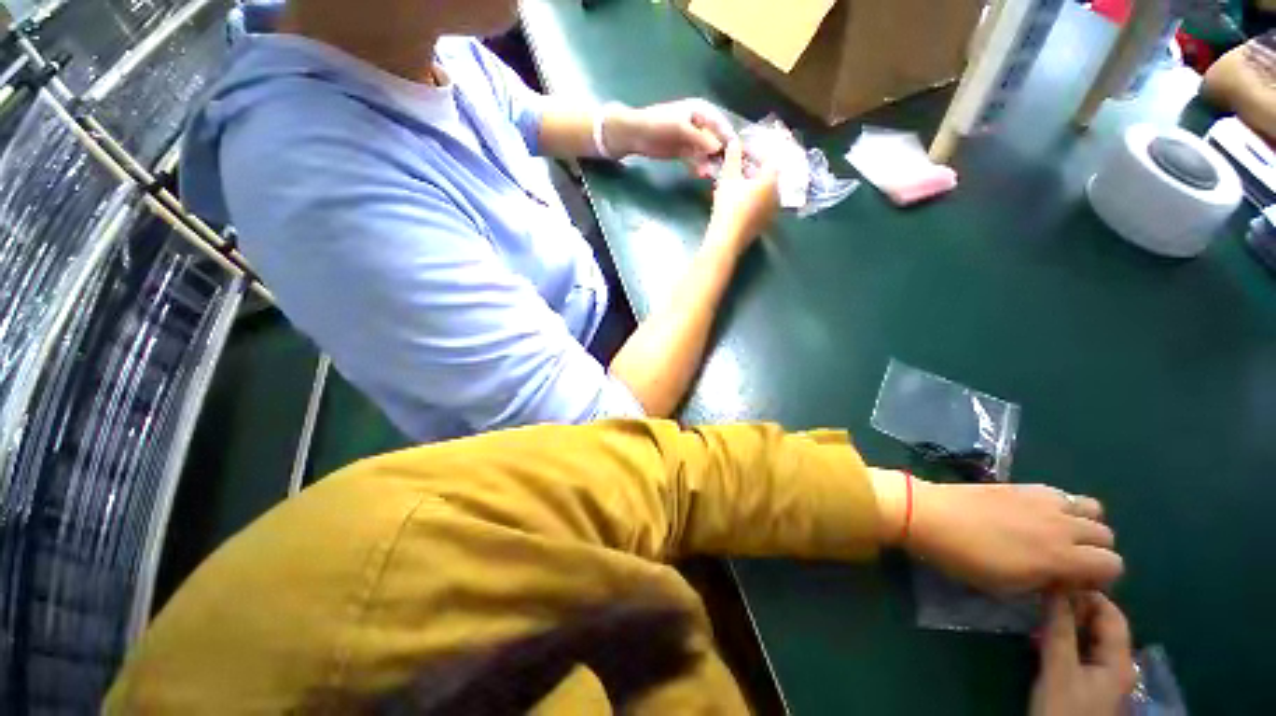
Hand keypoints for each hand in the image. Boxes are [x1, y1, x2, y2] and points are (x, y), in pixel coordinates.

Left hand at [607, 98, 735, 176]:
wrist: (637, 134)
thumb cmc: (659, 123)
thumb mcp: (680, 128)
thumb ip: (700, 138)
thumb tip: (717, 148)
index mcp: (702, 112)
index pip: (722, 125)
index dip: (730, 138)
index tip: (738, 154)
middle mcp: (700, 125)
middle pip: (716, 140)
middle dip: (722, 154)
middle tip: (728, 169)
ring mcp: (692, 140)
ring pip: (707, 153)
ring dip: (710, 163)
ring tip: (711, 174)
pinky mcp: (685, 152)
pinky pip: (696, 161)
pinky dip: (699, 167)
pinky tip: (700, 174)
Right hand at [707, 140, 778, 251]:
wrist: (727, 239)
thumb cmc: (729, 206)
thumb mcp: (728, 179)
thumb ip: (733, 158)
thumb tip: (734, 141)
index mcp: (771, 180)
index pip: (770, 158)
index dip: (758, 150)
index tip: (746, 148)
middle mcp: (777, 194)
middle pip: (771, 175)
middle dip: (758, 167)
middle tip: (743, 164)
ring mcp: (772, 210)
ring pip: (767, 191)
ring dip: (757, 183)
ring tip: (741, 181)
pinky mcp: (765, 223)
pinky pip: (764, 204)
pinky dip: (756, 198)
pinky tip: (743, 199)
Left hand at [905, 480, 1123, 594]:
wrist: (930, 514)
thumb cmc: (964, 558)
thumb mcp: (1008, 586)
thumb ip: (1047, 583)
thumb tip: (1066, 579)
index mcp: (1060, 556)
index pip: (1113, 565)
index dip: (1100, 578)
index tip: (1076, 582)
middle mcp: (1062, 524)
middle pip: (1106, 535)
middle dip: (1095, 551)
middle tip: (1068, 560)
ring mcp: (1044, 499)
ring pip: (1091, 508)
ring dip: (1084, 524)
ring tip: (1058, 535)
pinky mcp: (1025, 485)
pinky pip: (1063, 493)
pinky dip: (1063, 506)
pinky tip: (1038, 515)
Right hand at [1030, 593, 1136, 715]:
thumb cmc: (1064, 709)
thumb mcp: (1058, 670)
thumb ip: (1059, 629)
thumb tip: (1056, 586)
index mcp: (1119, 660)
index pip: (1112, 614)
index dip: (1089, 593)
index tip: (1058, 578)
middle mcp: (1118, 664)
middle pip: (1103, 625)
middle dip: (1076, 606)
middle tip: (1044, 593)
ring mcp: (1104, 676)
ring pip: (1090, 637)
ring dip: (1068, 621)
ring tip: (1040, 610)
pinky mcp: (1089, 683)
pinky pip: (1081, 650)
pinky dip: (1065, 637)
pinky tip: (1044, 635)